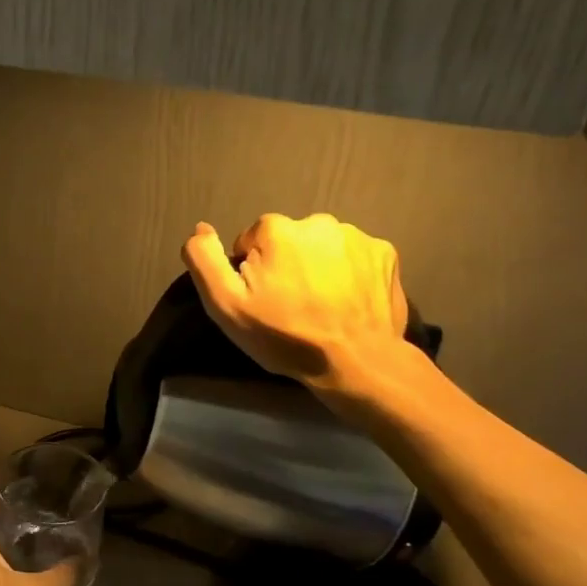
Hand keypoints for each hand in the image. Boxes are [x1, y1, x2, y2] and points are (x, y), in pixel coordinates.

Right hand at [182, 213, 411, 391]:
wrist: (357, 363)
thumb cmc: (285, 336)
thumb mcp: (226, 305)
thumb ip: (204, 260)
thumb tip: (201, 229)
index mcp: (276, 229)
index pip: (250, 243)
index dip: (252, 274)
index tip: (264, 302)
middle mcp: (317, 221)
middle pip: (288, 242)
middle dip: (286, 266)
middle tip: (292, 307)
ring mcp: (356, 236)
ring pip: (322, 248)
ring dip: (318, 269)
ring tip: (323, 307)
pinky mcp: (385, 254)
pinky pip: (355, 258)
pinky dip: (350, 274)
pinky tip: (349, 303)